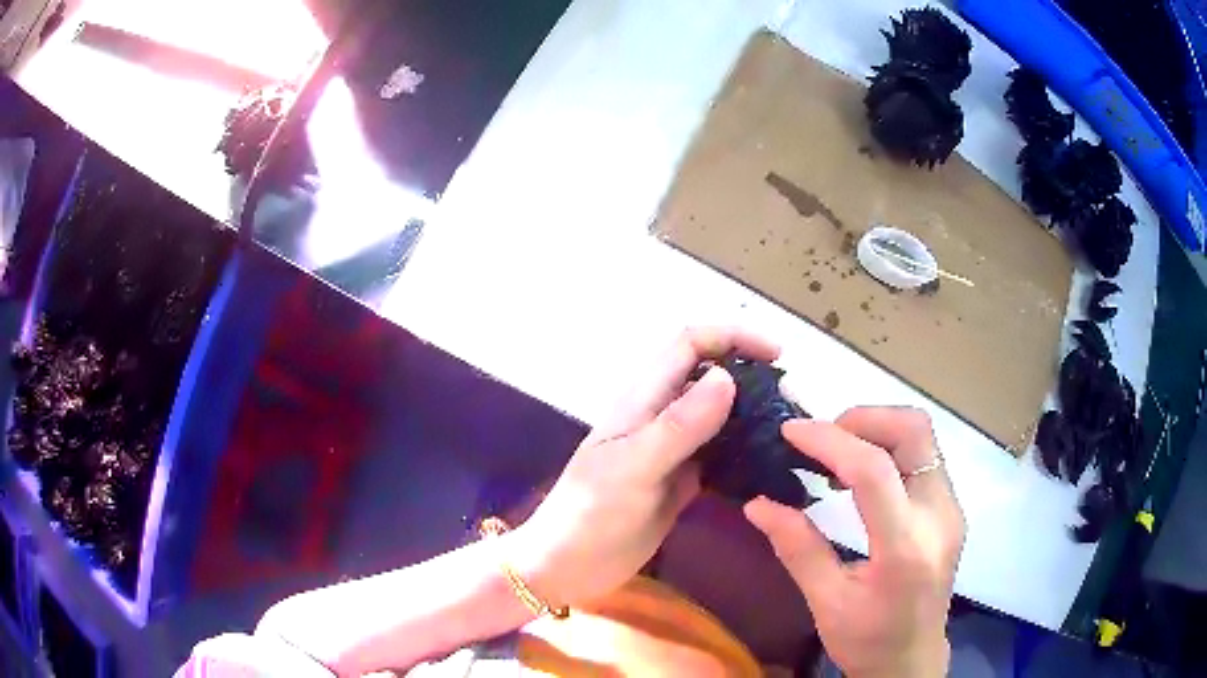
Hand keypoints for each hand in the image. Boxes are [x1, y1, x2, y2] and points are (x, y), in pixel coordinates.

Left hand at [510, 327, 779, 607]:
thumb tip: (728, 378)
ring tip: (789, 433)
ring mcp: (672, 451)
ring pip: (718, 417)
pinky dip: (744, 454)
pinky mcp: (681, 482)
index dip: (732, 337)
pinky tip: (768, 467)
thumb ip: (679, 426)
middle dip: (750, 376)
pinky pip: (719, 456)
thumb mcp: (633, 469)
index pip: (690, 345)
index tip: (777, 356)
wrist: (566, 567)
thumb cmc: (589, 515)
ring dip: (751, 416)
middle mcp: (660, 417)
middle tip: (791, 403)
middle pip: (709, 377)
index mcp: (643, 401)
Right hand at [745, 408, 964, 677]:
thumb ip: (797, 548)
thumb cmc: (867, 641)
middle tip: (821, 441)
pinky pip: (923, 456)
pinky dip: (889, 450)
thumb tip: (757, 503)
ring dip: (876, 431)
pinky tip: (861, 477)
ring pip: (921, 437)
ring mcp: (951, 508)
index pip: (874, 469)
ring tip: (836, 458)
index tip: (790, 432)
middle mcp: (939, 515)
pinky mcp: (951, 508)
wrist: (913, 661)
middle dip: (863, 419)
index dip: (829, 440)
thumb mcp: (825, 603)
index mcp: (905, 547)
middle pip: (913, 431)